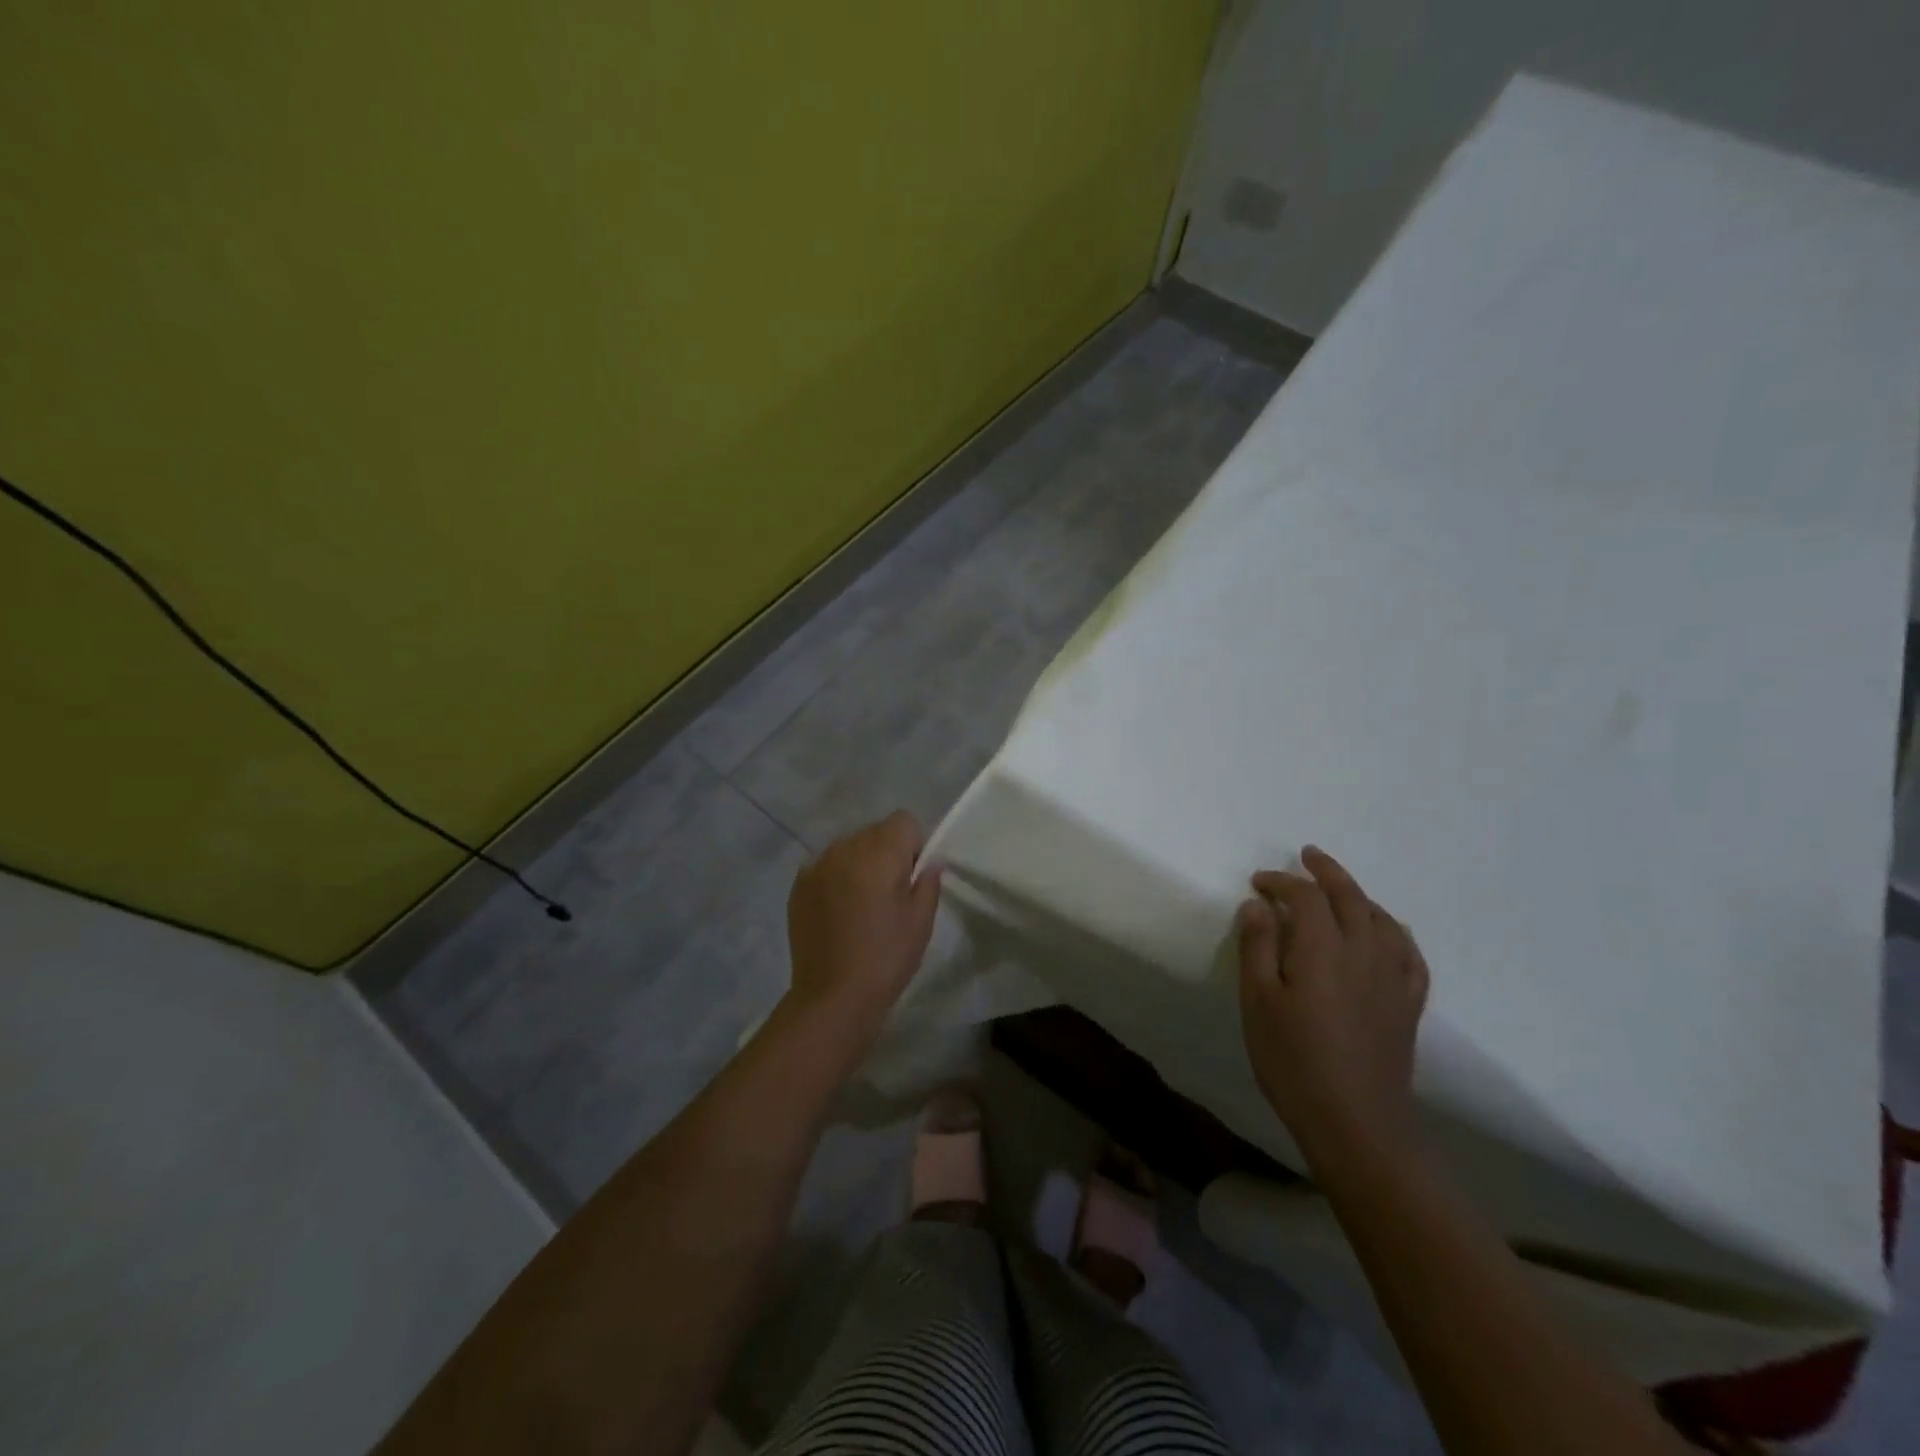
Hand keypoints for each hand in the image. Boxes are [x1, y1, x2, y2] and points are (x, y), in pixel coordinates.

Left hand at [785, 811, 942, 1039]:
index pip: (903, 820)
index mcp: (880, 852)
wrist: (832, 996)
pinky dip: (835, 878)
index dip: (913, 845)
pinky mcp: (798, 884)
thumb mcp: (921, 921)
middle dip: (886, 852)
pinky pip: (825, 866)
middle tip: (889, 894)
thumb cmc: (886, 957)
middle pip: (874, 831)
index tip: (911, 877)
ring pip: (849, 847)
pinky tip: (838, 913)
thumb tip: (928, 863)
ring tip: (861, 905)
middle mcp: (846, 848)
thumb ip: (928, 882)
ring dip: (859, 864)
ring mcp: (817, 865)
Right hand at [1236, 846, 1428, 1168]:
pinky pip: (1409, 954)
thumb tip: (1258, 904)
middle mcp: (1363, 953)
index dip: (1281, 882)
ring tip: (1341, 889)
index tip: (1257, 883)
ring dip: (1359, 895)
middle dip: (1327, 872)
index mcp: (1322, 949)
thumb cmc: (1293, 1060)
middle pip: (1350, 897)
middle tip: (1307, 856)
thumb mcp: (1258, 1001)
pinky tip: (1386, 932)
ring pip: (1381, 919)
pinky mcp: (1408, 1005)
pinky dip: (1395, 931)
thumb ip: (1257, 946)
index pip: (1305, 897)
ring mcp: (1392, 979)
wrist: (1355, 1122)